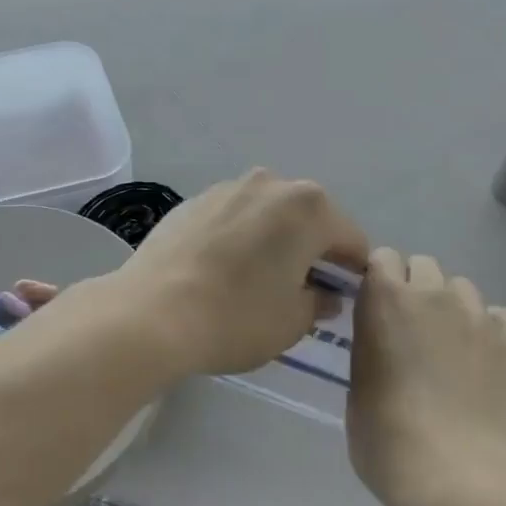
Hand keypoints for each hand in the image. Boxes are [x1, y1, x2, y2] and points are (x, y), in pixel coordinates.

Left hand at [108, 168, 367, 377]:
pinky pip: (232, 216)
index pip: (351, 240)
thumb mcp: (292, 322)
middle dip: (312, 250)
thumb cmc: (236, 318)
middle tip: (300, 289)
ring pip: (268, 213)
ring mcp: (228, 187)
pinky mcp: (194, 199)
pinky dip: (238, 236)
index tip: (344, 298)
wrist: (152, 312)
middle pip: (309, 219)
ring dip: (273, 238)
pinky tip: (222, 268)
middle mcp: (271, 184)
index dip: (352, 272)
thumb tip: (323, 294)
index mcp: (309, 208)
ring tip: (257, 277)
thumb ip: (319, 302)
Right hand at [348, 248, 505, 505]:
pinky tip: (489, 362)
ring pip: (463, 289)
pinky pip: (502, 318)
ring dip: (453, 308)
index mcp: (384, 299)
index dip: (379, 281)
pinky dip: (494, 332)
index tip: (377, 309)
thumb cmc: (388, 440)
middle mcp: (433, 294)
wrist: (462, 476)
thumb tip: (384, 348)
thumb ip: (370, 351)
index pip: (381, 259)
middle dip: (416, 288)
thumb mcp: (358, 389)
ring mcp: (479, 315)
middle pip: (424, 265)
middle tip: (413, 331)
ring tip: (454, 350)